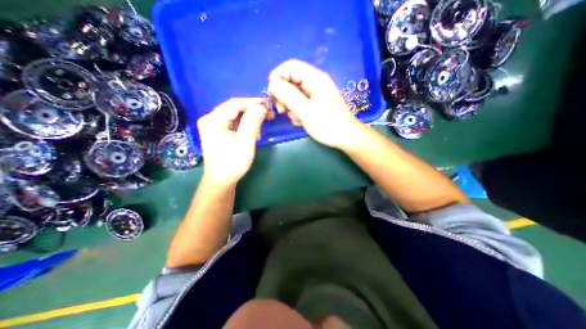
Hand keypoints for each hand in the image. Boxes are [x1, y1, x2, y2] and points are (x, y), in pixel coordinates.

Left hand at [199, 98, 266, 186]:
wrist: (221, 180)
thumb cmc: (233, 163)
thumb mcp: (245, 143)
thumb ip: (252, 123)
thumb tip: (261, 106)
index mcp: (213, 120)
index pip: (234, 104)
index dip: (252, 102)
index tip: (268, 104)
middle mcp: (210, 119)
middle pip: (234, 107)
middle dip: (252, 109)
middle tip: (269, 112)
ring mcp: (213, 125)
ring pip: (235, 114)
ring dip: (250, 116)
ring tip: (264, 120)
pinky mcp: (218, 131)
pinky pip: (233, 121)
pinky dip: (245, 123)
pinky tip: (254, 128)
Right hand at [268, 60, 363, 148]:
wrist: (345, 138)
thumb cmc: (328, 125)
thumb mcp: (306, 112)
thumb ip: (289, 96)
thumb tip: (271, 84)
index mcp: (315, 78)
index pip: (290, 67)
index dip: (277, 77)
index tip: (272, 94)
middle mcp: (314, 82)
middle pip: (290, 80)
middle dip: (282, 95)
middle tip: (281, 110)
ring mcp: (314, 93)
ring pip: (293, 93)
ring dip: (289, 106)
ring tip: (296, 118)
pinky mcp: (314, 103)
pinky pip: (299, 103)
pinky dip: (296, 111)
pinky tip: (301, 121)